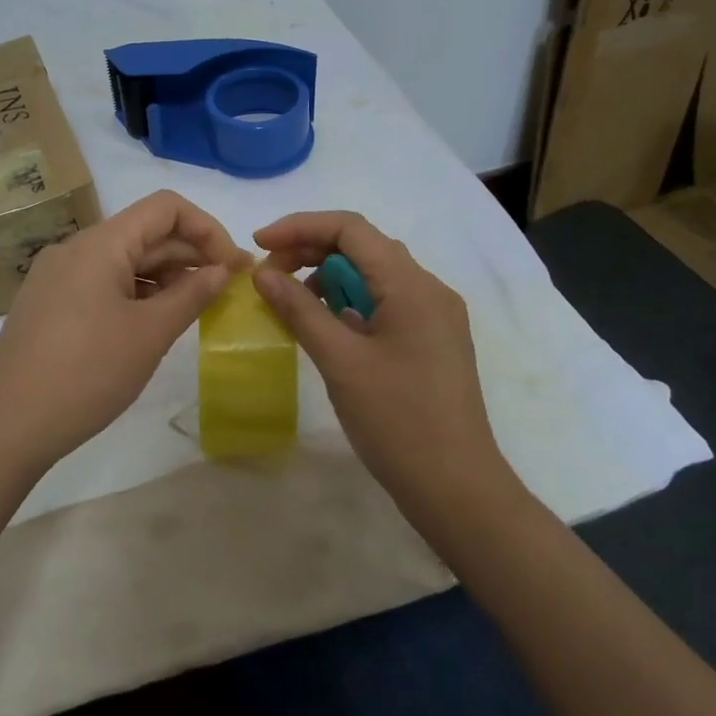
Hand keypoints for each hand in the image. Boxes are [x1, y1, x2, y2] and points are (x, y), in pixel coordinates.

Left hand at [0, 190, 243, 470]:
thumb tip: (222, 270)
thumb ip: (192, 295)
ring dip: (165, 276)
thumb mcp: (149, 334)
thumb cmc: (86, 374)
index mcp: (100, 244)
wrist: (6, 426)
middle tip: (228, 289)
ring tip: (197, 308)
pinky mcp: (50, 304)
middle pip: (144, 233)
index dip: (207, 228)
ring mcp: (58, 277)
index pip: (165, 208)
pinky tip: (156, 321)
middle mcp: (76, 249)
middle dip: (190, 254)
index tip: (232, 266)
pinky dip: (137, 293)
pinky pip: (103, 283)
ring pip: (124, 260)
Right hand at [251, 212, 512, 499]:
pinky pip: (384, 303)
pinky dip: (348, 304)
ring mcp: (433, 316)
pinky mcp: (430, 340)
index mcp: (412, 285)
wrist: (456, 488)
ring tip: (290, 302)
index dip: (300, 227)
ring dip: (328, 278)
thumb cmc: (397, 421)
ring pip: (373, 275)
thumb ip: (300, 310)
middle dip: (311, 251)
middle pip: (363, 247)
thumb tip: (262, 273)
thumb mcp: (340, 361)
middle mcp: (429, 289)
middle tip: (268, 277)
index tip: (259, 244)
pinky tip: (324, 326)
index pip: (351, 228)